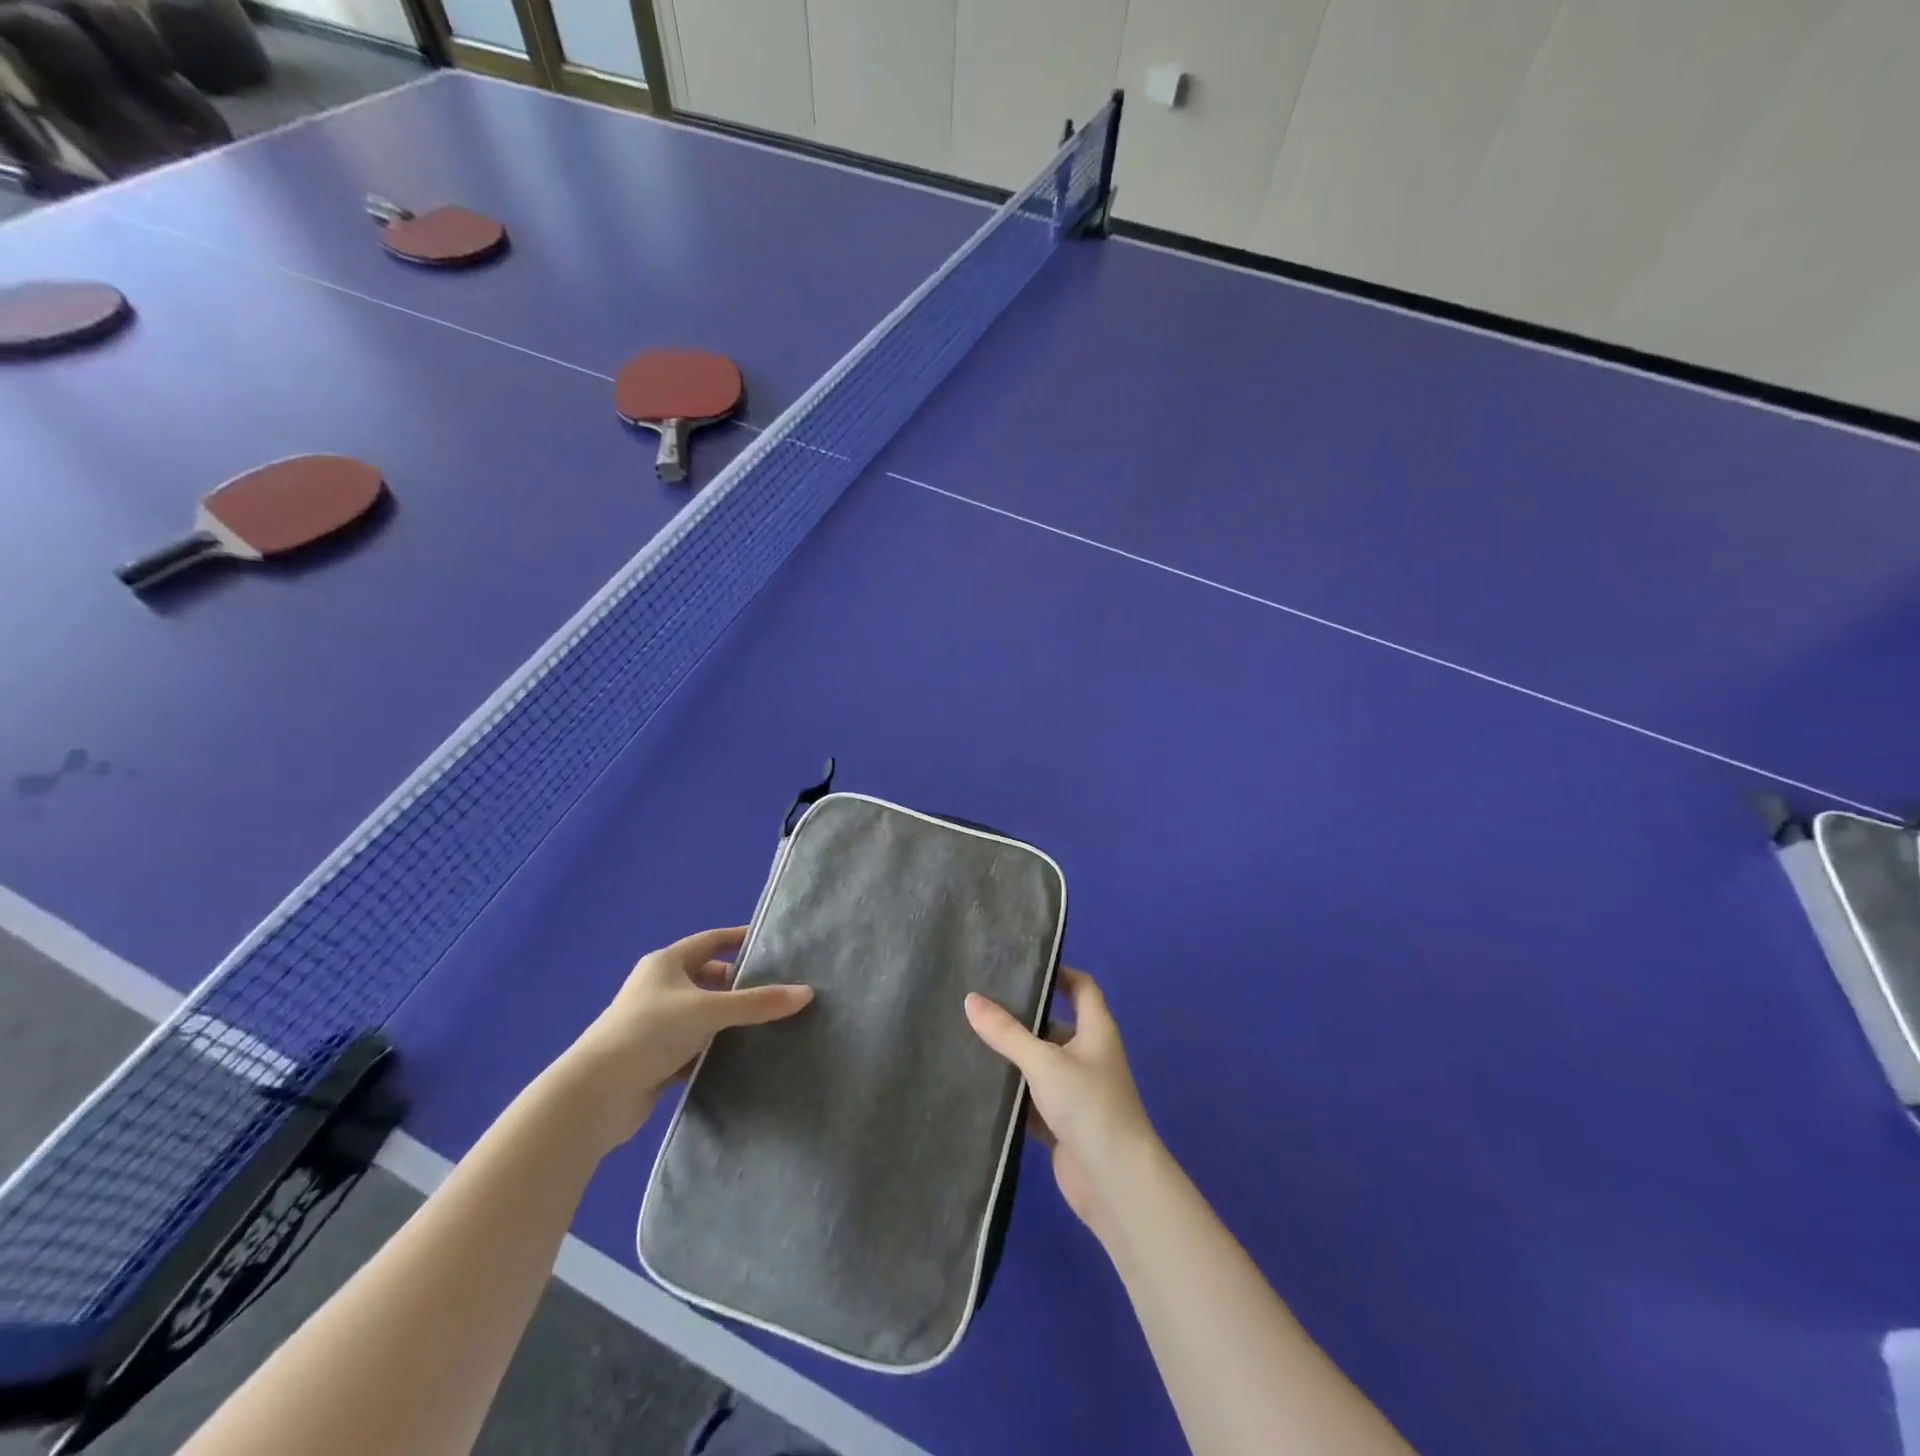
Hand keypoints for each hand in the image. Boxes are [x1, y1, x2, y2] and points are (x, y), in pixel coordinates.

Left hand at [557, 926, 811, 1152]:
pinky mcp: (653, 1057)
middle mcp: (659, 987)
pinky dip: (713, 1049)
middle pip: (708, 978)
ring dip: (727, 1020)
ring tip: (768, 1024)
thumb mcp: (710, 1011)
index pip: (711, 941)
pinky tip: (739, 1057)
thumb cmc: (651, 1032)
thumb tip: (806, 993)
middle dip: (738, 985)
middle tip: (776, 991)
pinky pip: (693, 1045)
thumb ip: (758, 1003)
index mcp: (666, 963)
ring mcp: (654, 1023)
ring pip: (702, 1014)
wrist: (596, 1093)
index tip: (772, 946)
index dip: (740, 940)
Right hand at [965, 967, 1157, 1238]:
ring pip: (1040, 1065)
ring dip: (1013, 1057)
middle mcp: (1088, 1055)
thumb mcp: (1043, 1061)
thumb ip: (1006, 1032)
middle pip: (1054, 1025)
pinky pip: (1032, 1100)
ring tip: (970, 1037)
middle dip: (1023, 1016)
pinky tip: (980, 1085)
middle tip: (980, 1002)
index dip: (1059, 973)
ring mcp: (1075, 1092)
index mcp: (1096, 1030)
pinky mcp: (1061, 1124)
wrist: (1115, 1182)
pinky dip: (1012, 1094)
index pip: (1081, 987)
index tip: (1022, 965)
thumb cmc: (1088, 1105)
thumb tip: (970, 999)